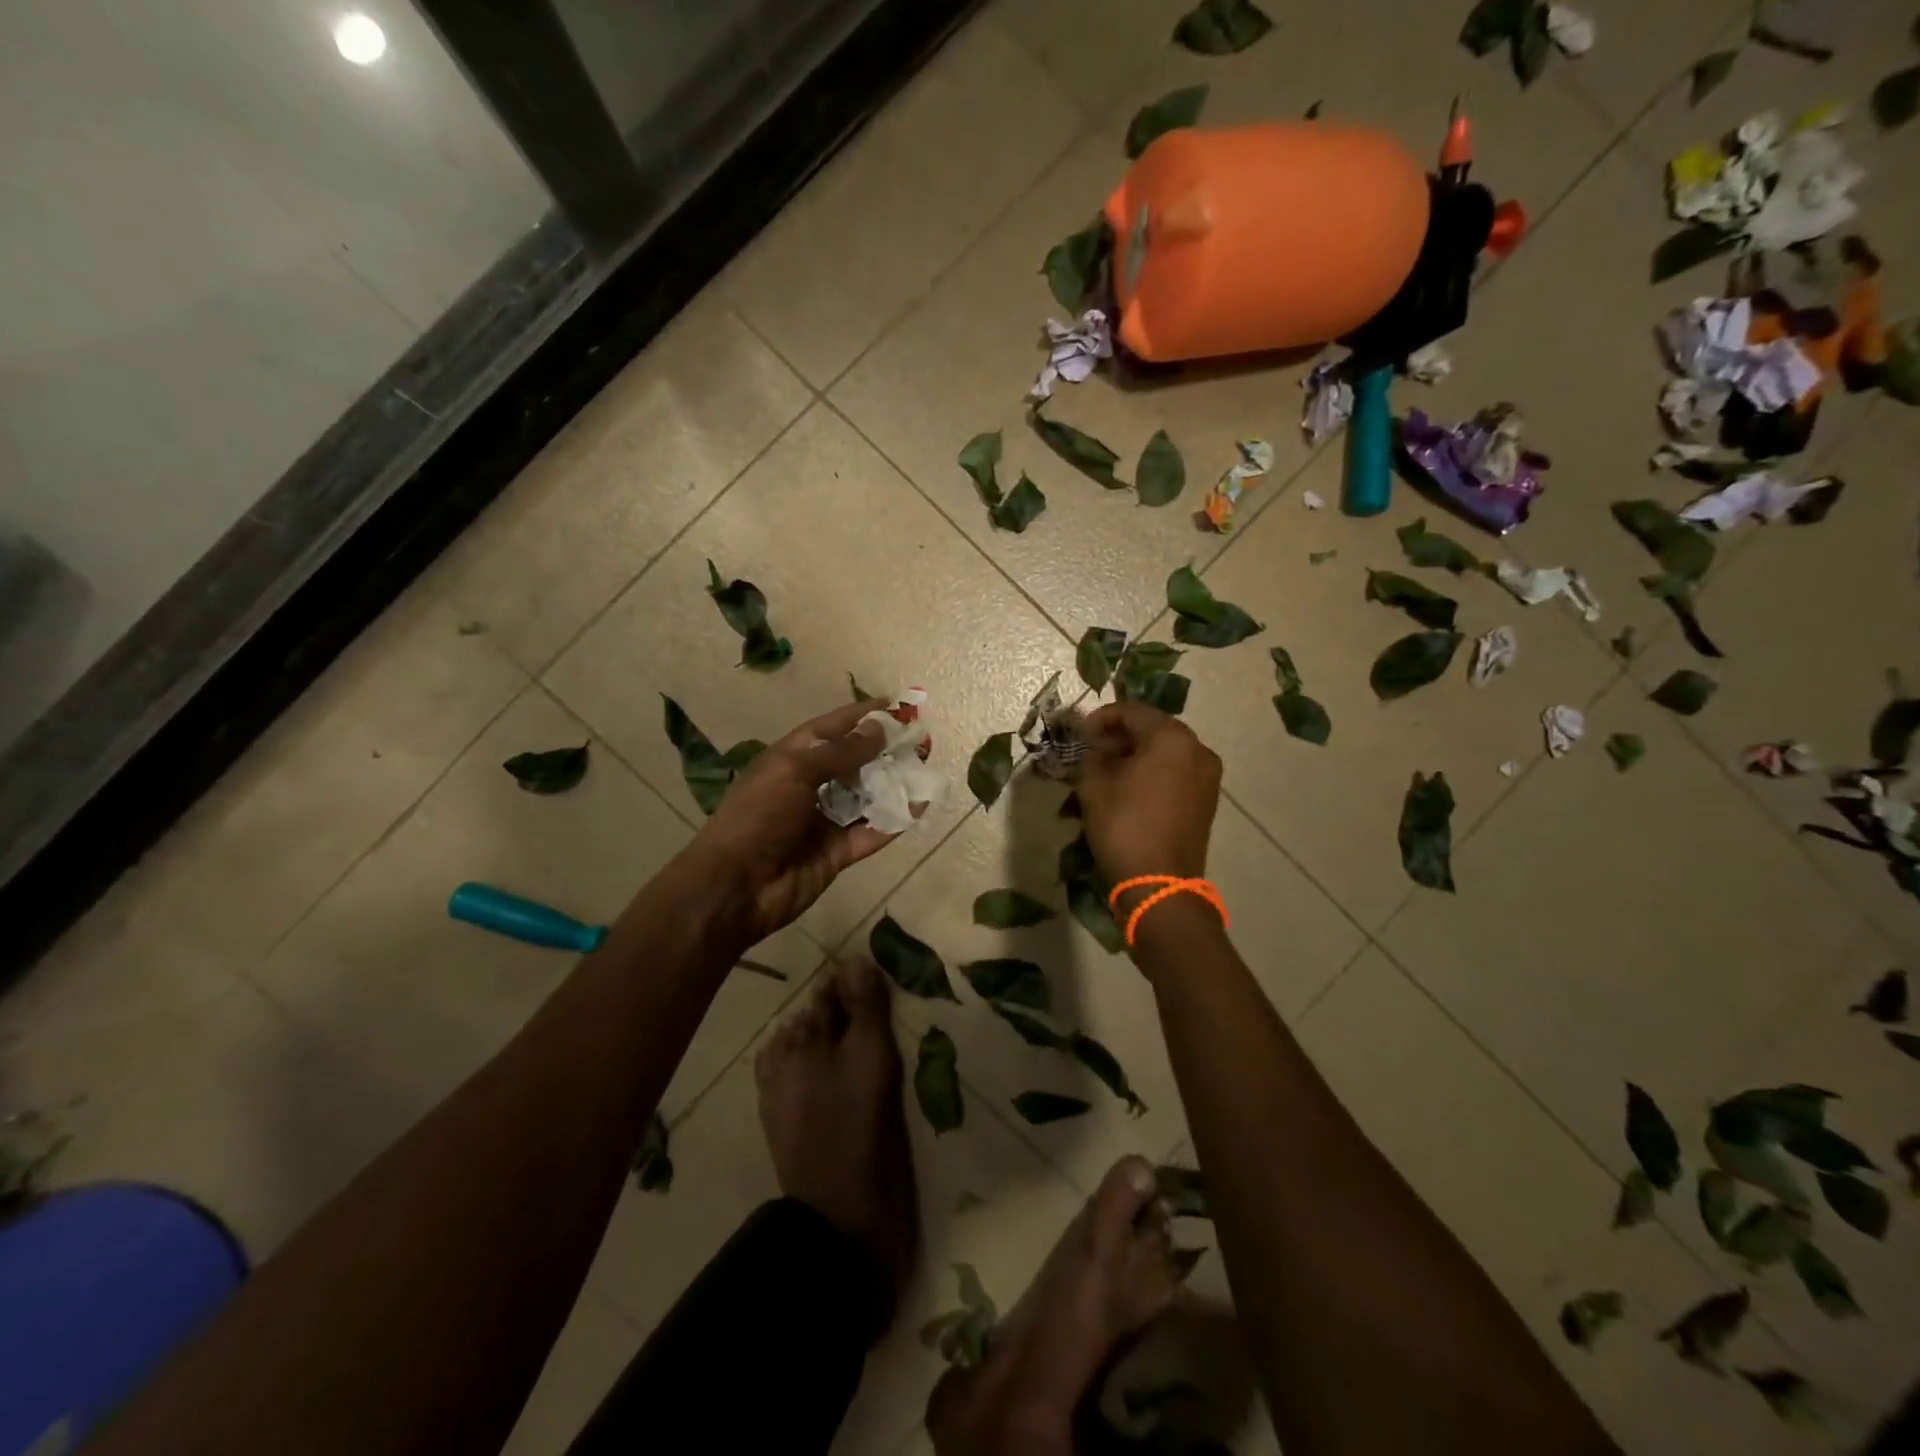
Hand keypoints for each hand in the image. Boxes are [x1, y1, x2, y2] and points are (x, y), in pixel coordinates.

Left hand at [684, 699, 897, 942]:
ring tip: (927, 769)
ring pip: (867, 797)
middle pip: (854, 762)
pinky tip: (919, 806)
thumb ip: (841, 752)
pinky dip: (894, 821)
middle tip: (921, 740)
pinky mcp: (837, 852)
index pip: (832, 728)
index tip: (897, 705)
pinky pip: (871, 832)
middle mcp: (810, 785)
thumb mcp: (795, 771)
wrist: (735, 886)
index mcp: (792, 758)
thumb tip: (879, 729)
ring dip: (894, 784)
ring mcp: (824, 820)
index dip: (862, 715)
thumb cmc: (758, 816)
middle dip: (886, 750)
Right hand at [1074, 701, 1220, 884]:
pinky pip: (1174, 774)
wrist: (1159, 884)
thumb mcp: (1094, 784)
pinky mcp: (1206, 800)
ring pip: (1163, 753)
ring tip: (1104, 777)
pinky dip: (1150, 776)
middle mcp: (1197, 748)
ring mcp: (1207, 776)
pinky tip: (1126, 793)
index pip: (1130, 711)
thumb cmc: (1123, 826)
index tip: (1077, 735)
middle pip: (1150, 730)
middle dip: (1117, 739)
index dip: (1099, 719)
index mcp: (1172, 737)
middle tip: (1089, 755)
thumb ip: (1091, 752)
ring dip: (1132, 758)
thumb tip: (1092, 741)